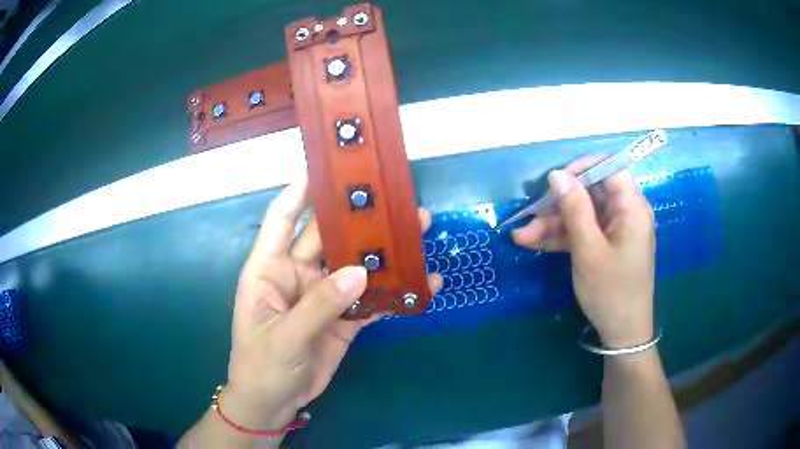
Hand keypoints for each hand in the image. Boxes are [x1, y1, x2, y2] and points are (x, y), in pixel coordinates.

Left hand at [221, 178, 440, 430]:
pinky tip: (422, 283)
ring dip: (383, 251)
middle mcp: (297, 275)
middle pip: (328, 237)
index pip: (282, 219)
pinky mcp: (344, 319)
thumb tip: (359, 272)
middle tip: (392, 199)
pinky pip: (370, 300)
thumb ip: (319, 306)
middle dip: (358, 218)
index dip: (300, 191)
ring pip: (355, 265)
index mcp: (269, 269)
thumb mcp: (284, 338)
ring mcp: (323, 296)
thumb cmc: (262, 367)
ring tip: (417, 231)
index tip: (328, 167)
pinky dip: (394, 292)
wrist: (275, 404)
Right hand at [512, 157, 655, 347]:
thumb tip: (557, 174)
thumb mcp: (589, 250)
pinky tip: (535, 244)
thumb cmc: (611, 291)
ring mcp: (615, 230)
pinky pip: (583, 232)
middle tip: (529, 218)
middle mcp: (625, 213)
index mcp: (632, 207)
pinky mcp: (606, 245)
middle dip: (558, 204)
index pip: (610, 168)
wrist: (622, 333)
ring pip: (582, 214)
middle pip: (591, 193)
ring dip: (553, 224)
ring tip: (522, 237)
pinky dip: (562, 237)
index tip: (554, 182)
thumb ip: (574, 209)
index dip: (582, 169)